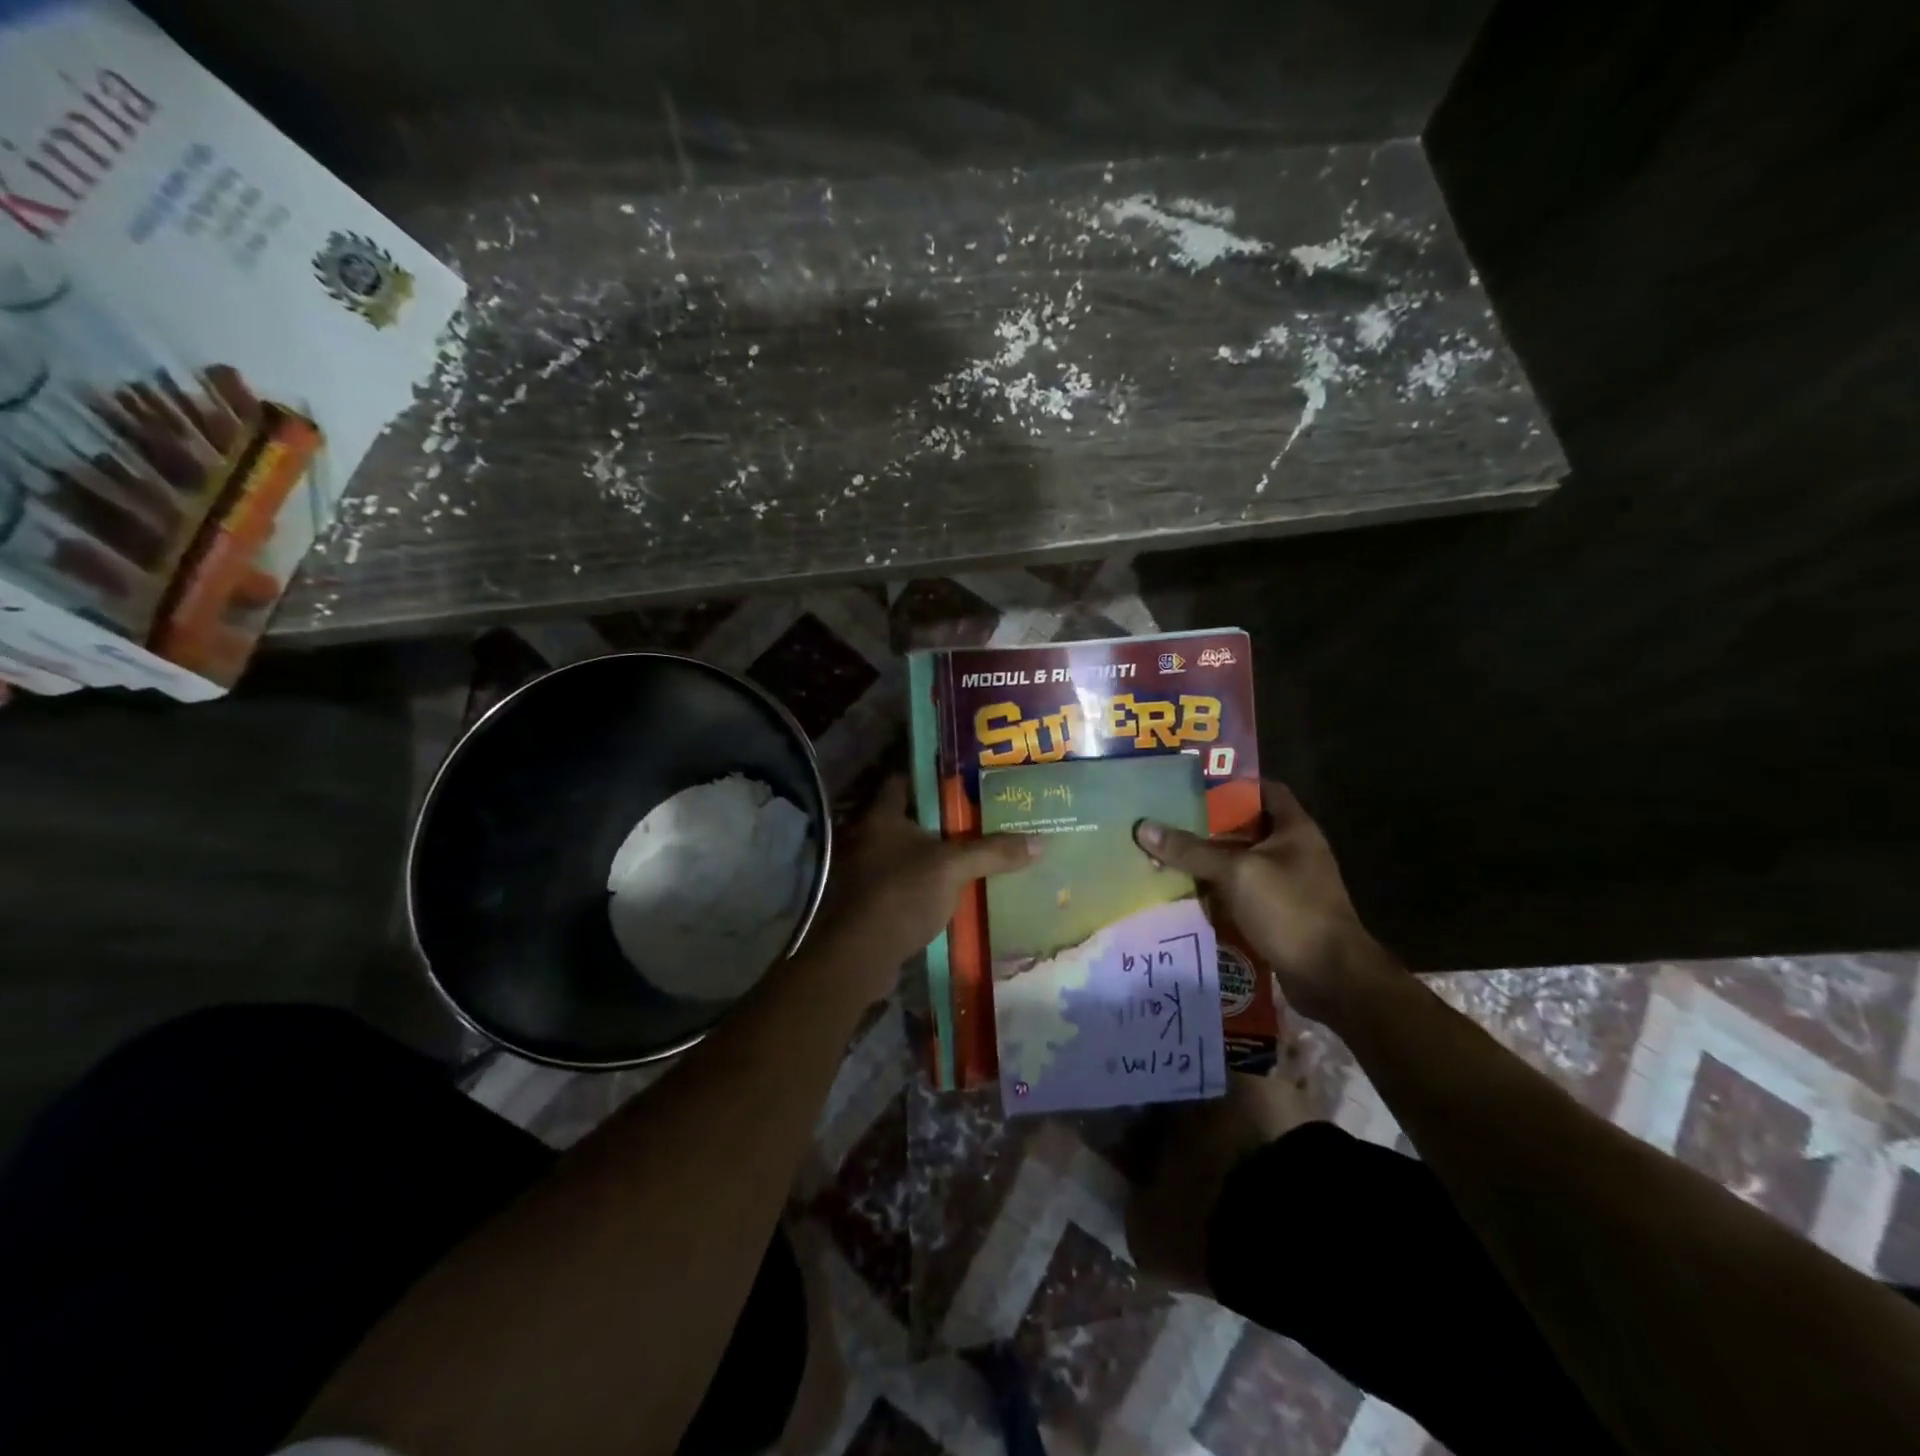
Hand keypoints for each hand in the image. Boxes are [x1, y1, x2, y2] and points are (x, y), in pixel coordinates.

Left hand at [809, 779, 1040, 1005]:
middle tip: (980, 815)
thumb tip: (1040, 841)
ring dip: (936, 854)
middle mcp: (869, 837)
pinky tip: (956, 888)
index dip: (930, 776)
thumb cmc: (903, 893)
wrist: (862, 955)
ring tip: (975, 851)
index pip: (903, 780)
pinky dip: (928, 882)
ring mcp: (867, 871)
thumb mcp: (954, 867)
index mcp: (882, 816)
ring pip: (909, 853)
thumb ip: (993, 852)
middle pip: (910, 818)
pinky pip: (907, 882)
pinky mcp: (873, 901)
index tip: (963, 778)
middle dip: (942, 818)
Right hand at [1134, 781, 1390, 1023]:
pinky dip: (1218, 892)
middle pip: (1247, 828)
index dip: (1233, 784)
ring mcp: (1289, 885)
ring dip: (1210, 862)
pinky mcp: (1280, 914)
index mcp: (1294, 829)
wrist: (1332, 977)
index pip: (1265, 790)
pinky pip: (1242, 893)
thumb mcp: (1236, 873)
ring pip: (1241, 863)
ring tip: (1168, 854)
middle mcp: (1294, 851)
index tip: (1195, 785)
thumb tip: (1143, 827)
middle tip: (1169, 820)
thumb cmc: (1290, 909)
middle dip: (1210, 826)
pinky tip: (1187, 893)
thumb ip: (1191, 850)